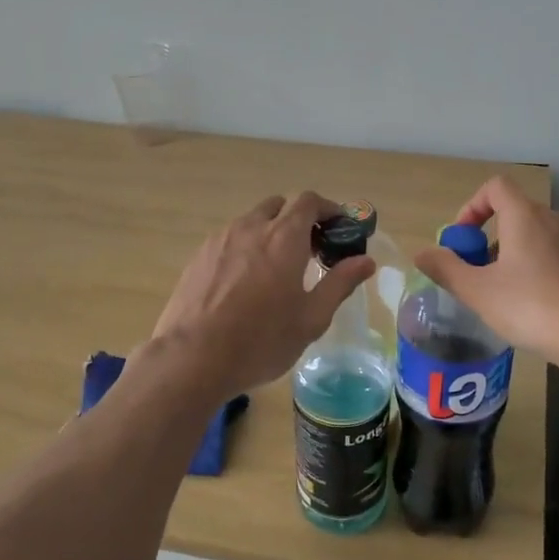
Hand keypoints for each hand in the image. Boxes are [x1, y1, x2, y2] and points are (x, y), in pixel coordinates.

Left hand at [152, 192, 375, 399]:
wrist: (192, 358)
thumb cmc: (261, 340)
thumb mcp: (311, 318)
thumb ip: (340, 283)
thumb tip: (366, 260)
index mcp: (284, 238)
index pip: (309, 201)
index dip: (328, 209)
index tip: (339, 228)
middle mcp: (251, 227)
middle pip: (279, 205)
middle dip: (298, 219)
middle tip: (310, 249)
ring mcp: (220, 240)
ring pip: (251, 221)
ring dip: (270, 232)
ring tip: (277, 268)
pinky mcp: (199, 256)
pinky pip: (229, 239)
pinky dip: (246, 247)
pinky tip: (245, 282)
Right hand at [413, 176, 558, 374]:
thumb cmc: (532, 307)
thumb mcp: (478, 292)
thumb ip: (446, 269)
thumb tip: (421, 253)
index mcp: (526, 216)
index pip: (495, 187)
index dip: (472, 207)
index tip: (462, 241)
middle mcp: (556, 219)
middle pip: (515, 214)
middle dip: (491, 240)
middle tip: (478, 276)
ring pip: (538, 237)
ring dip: (516, 256)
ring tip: (506, 295)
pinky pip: (558, 256)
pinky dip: (540, 269)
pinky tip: (537, 306)